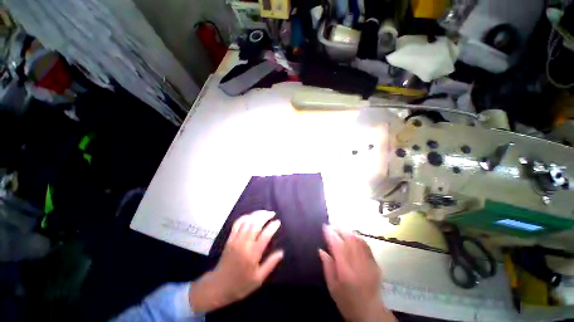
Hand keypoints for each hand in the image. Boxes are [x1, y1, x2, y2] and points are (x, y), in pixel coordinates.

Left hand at [189, 211, 282, 312]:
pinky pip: (237, 223)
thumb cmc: (241, 284)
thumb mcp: (258, 279)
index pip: (265, 235)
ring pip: (247, 221)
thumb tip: (281, 252)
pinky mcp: (229, 239)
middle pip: (255, 224)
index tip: (278, 222)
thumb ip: (270, 264)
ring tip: (264, 212)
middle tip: (272, 213)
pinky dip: (244, 217)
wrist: (218, 286)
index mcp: (252, 255)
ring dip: (256, 214)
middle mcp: (244, 244)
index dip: (272, 227)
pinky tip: (250, 216)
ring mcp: (235, 240)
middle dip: (265, 216)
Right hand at [319, 226, 394, 321]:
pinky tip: (352, 235)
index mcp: (346, 271)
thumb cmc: (347, 302)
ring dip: (348, 231)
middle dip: (340, 229)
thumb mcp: (332, 288)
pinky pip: (366, 245)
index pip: (338, 246)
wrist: (371, 314)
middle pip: (349, 240)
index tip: (325, 226)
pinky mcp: (375, 263)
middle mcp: (358, 264)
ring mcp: (369, 263)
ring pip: (358, 240)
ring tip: (340, 227)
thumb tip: (321, 250)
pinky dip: (357, 237)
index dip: (331, 234)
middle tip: (332, 224)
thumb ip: (327, 267)